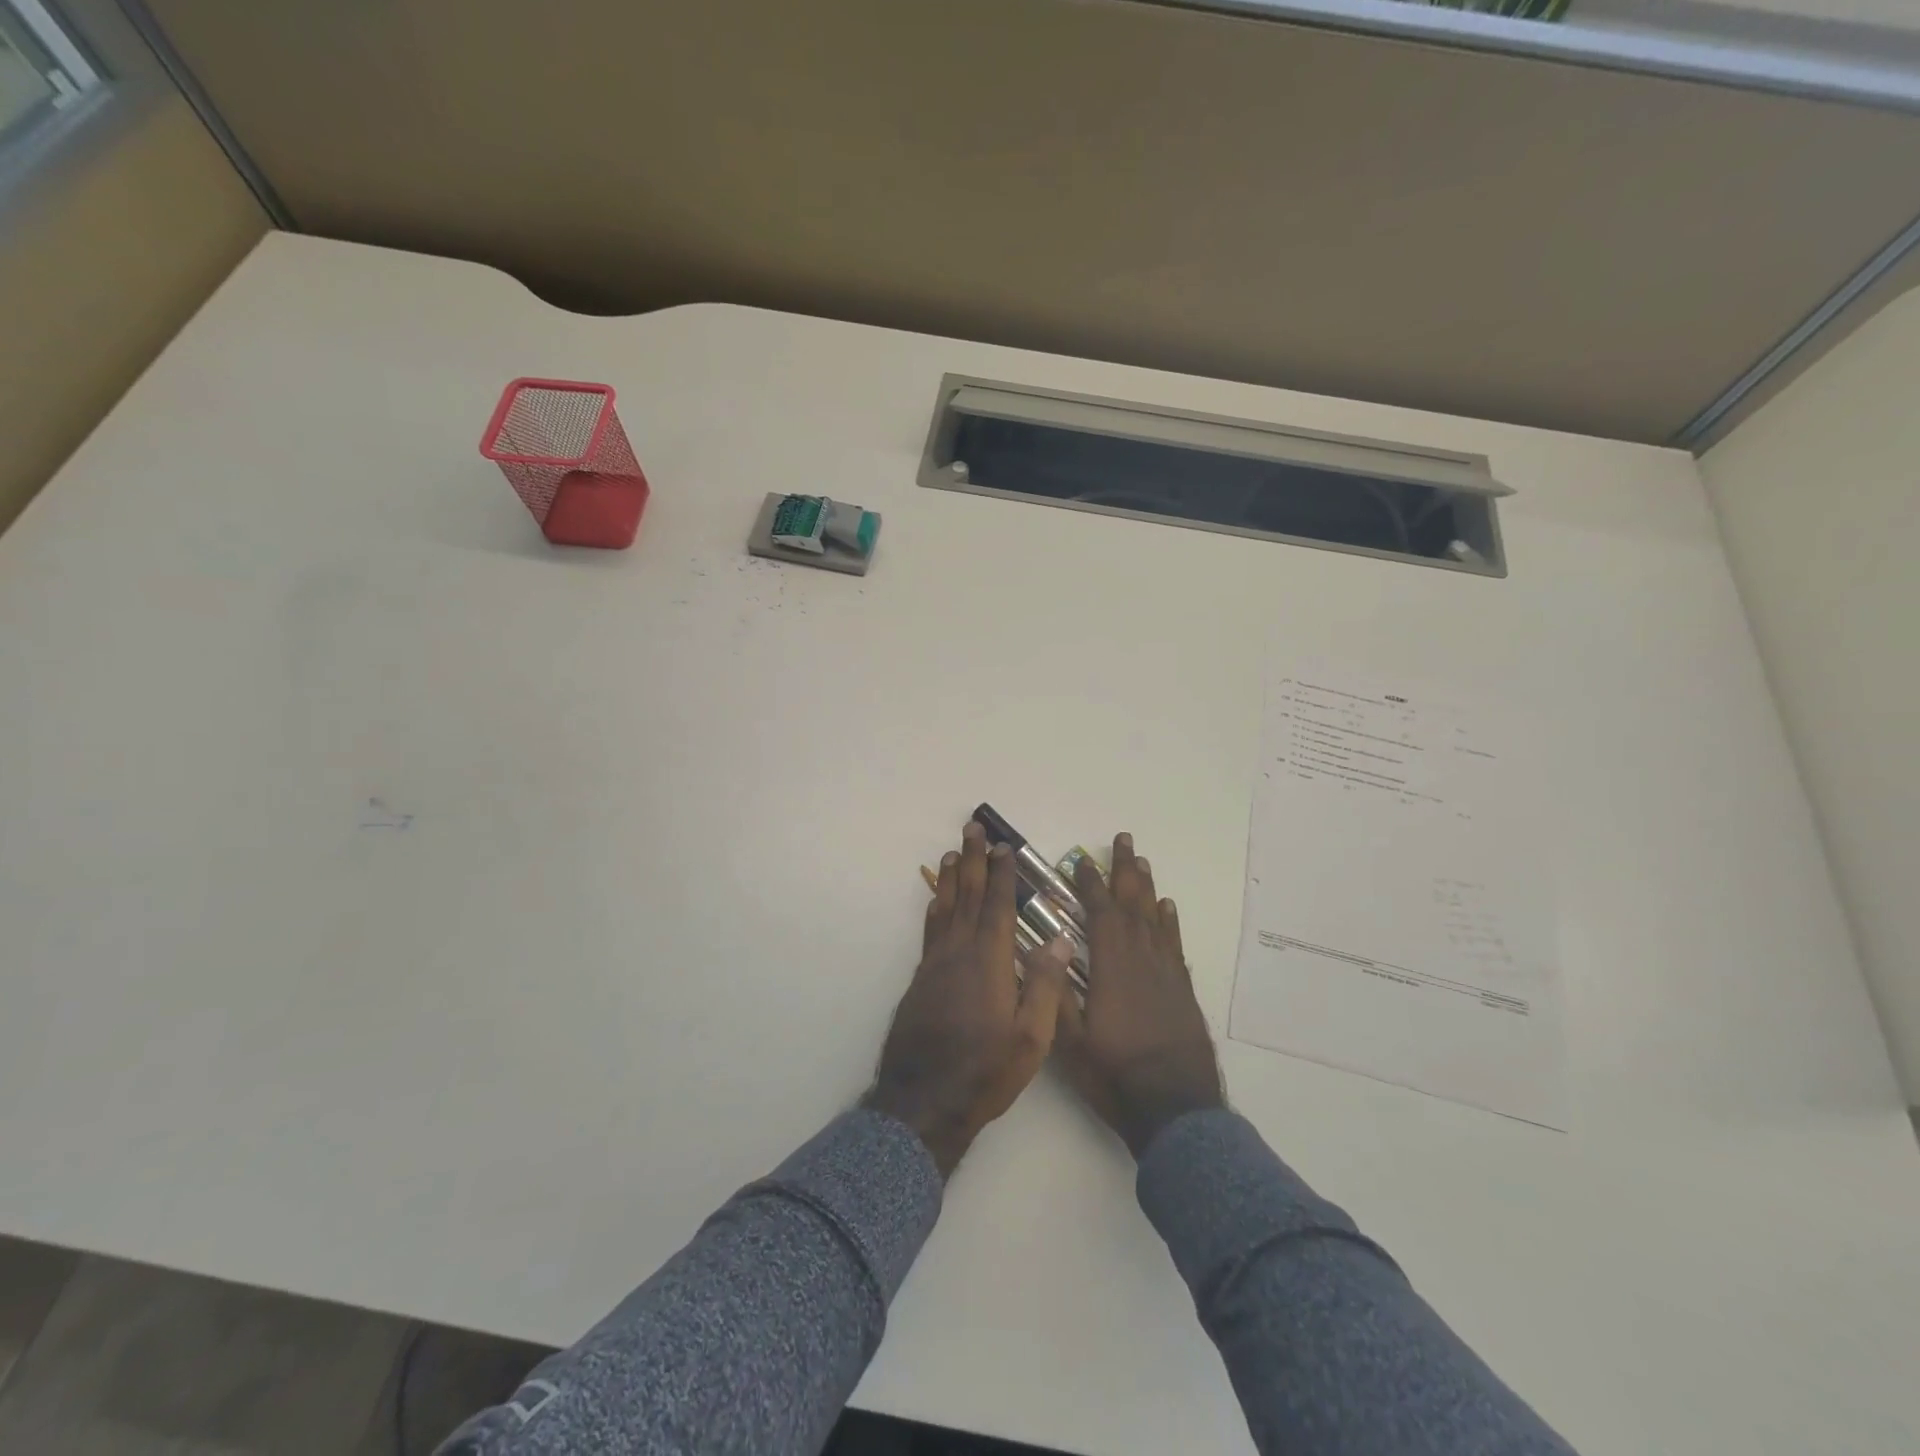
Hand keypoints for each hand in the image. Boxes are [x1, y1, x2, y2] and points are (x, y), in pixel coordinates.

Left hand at [865, 821, 1075, 1176]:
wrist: (924, 1101)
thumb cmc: (985, 1071)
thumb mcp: (1031, 1037)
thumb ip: (1045, 984)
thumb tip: (1058, 937)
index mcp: (989, 961)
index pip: (998, 906)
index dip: (1002, 874)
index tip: (1004, 846)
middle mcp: (959, 952)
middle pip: (968, 896)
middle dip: (973, 860)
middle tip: (971, 828)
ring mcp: (935, 964)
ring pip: (945, 909)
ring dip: (952, 878)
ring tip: (954, 853)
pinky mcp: (920, 979)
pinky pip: (931, 930)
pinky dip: (936, 907)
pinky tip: (937, 901)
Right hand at [1056, 832, 1223, 1157]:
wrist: (1175, 1108)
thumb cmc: (1115, 1075)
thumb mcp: (1071, 1042)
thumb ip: (1056, 993)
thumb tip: (1044, 950)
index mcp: (1111, 968)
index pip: (1100, 914)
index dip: (1090, 885)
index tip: (1081, 861)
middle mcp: (1141, 960)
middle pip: (1132, 904)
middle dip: (1124, 871)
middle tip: (1123, 839)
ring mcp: (1166, 973)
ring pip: (1155, 918)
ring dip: (1146, 887)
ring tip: (1141, 861)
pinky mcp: (1182, 989)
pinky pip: (1174, 943)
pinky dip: (1169, 921)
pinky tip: (1167, 908)